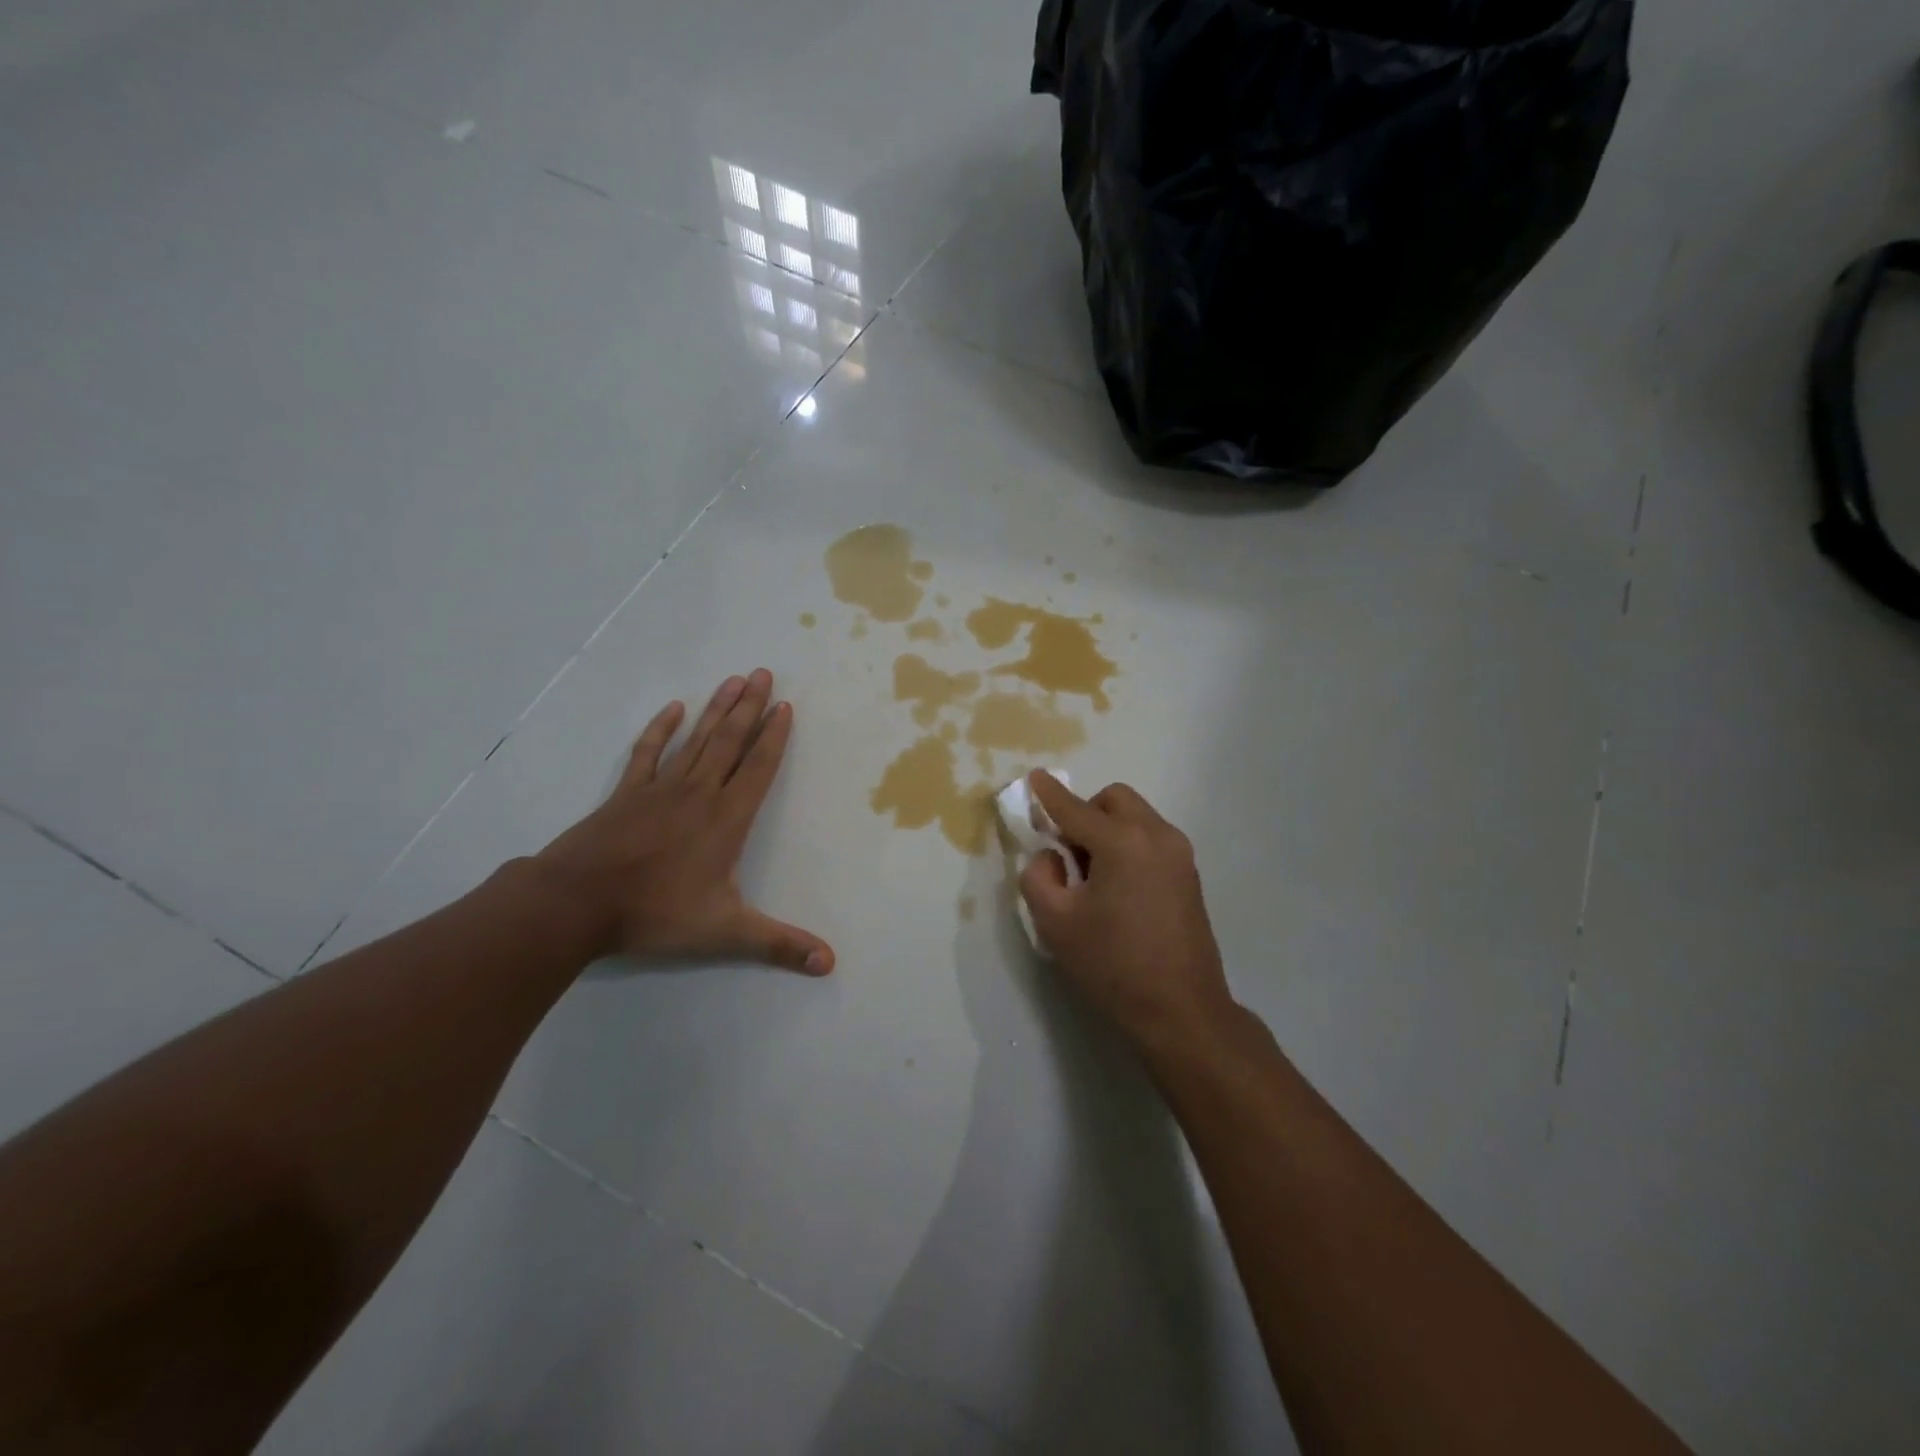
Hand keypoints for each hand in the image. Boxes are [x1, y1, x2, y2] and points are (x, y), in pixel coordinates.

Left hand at [533, 669, 834, 974]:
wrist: (575, 904)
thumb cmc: (655, 914)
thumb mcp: (725, 933)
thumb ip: (779, 945)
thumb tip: (829, 963)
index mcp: (726, 819)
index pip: (758, 769)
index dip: (775, 737)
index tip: (786, 707)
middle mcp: (698, 794)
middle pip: (730, 742)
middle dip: (751, 708)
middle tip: (764, 673)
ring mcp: (659, 789)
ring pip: (696, 740)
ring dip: (717, 709)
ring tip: (734, 680)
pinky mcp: (626, 794)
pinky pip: (648, 753)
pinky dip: (661, 729)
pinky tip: (673, 708)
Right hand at [1019, 772, 1234, 1053]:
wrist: (1182, 1010)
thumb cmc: (1113, 965)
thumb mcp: (1055, 923)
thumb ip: (1039, 876)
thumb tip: (1052, 856)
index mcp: (1122, 842)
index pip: (1075, 809)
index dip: (1049, 794)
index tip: (1034, 777)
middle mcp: (1156, 835)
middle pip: (1114, 800)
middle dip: (1085, 812)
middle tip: (1067, 852)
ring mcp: (1179, 854)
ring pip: (1135, 817)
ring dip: (1108, 829)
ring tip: (1092, 877)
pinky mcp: (1190, 874)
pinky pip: (1151, 839)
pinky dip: (1128, 845)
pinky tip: (1118, 889)